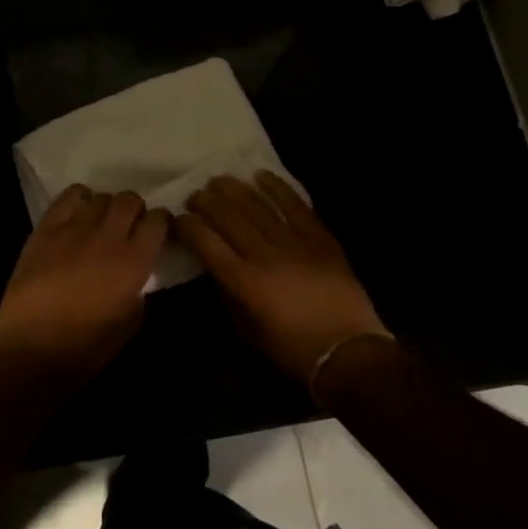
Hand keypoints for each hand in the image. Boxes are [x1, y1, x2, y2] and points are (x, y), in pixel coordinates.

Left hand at [0, 186, 168, 381]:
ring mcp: (75, 227)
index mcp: (134, 261)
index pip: (158, 220)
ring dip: (107, 206)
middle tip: (129, 226)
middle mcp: (109, 236)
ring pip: (101, 196)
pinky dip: (80, 198)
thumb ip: (139, 292)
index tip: (156, 232)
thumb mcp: (129, 324)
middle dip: (134, 210)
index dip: (160, 223)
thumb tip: (136, 277)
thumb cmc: (84, 347)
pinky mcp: (47, 227)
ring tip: (101, 222)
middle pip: (130, 200)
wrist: (30, 348)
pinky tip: (78, 214)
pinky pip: (69, 196)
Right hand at [176, 172, 390, 389]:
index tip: (178, 218)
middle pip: (228, 217)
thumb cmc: (294, 351)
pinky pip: (295, 205)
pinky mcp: (319, 238)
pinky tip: (261, 175)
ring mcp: (294, 242)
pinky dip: (277, 187)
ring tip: (219, 179)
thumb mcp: (249, 333)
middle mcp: (264, 255)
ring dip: (234, 189)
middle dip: (206, 201)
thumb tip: (216, 270)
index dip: (188, 226)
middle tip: (195, 194)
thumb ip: (229, 298)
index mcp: (244, 282)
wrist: (349, 353)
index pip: (206, 243)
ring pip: (258, 205)